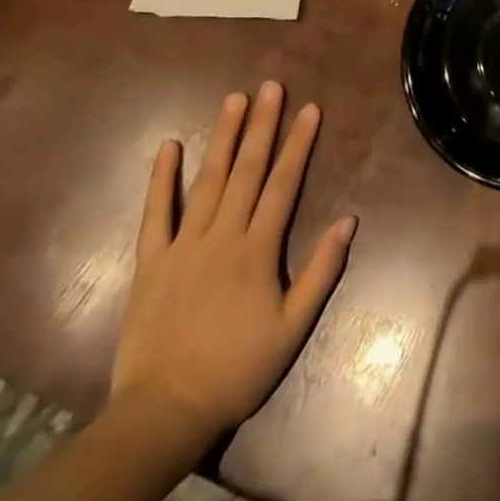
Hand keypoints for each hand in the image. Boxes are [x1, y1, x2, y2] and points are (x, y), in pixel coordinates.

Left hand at [110, 84, 355, 444]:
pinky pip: (155, 214)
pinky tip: (168, 146)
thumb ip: (321, 272)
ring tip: (234, 100)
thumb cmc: (237, 369)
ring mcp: (183, 245)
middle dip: (262, 126)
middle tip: (271, 87)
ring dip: (222, 137)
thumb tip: (349, 220)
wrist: (165, 413)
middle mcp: (222, 236)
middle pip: (246, 171)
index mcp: (257, 249)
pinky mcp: (151, 261)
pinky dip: (162, 179)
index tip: (310, 108)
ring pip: (207, 181)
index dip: (298, 144)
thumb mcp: (292, 328)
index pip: (283, 184)